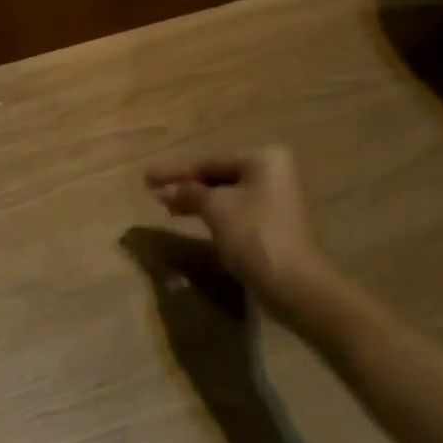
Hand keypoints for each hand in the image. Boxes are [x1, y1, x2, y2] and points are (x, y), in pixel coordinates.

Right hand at [145, 147, 332, 309]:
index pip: (209, 162)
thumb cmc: (254, 234)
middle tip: (153, 191)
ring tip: (166, 205)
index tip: (147, 177)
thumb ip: (188, 193)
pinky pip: (235, 210)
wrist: (294, 284)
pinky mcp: (274, 223)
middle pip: (218, 176)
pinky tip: (191, 217)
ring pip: (226, 194)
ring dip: (196, 200)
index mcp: (264, 159)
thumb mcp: (215, 208)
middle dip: (186, 185)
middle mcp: (274, 172)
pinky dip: (213, 213)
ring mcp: (276, 198)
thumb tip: (161, 189)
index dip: (176, 172)